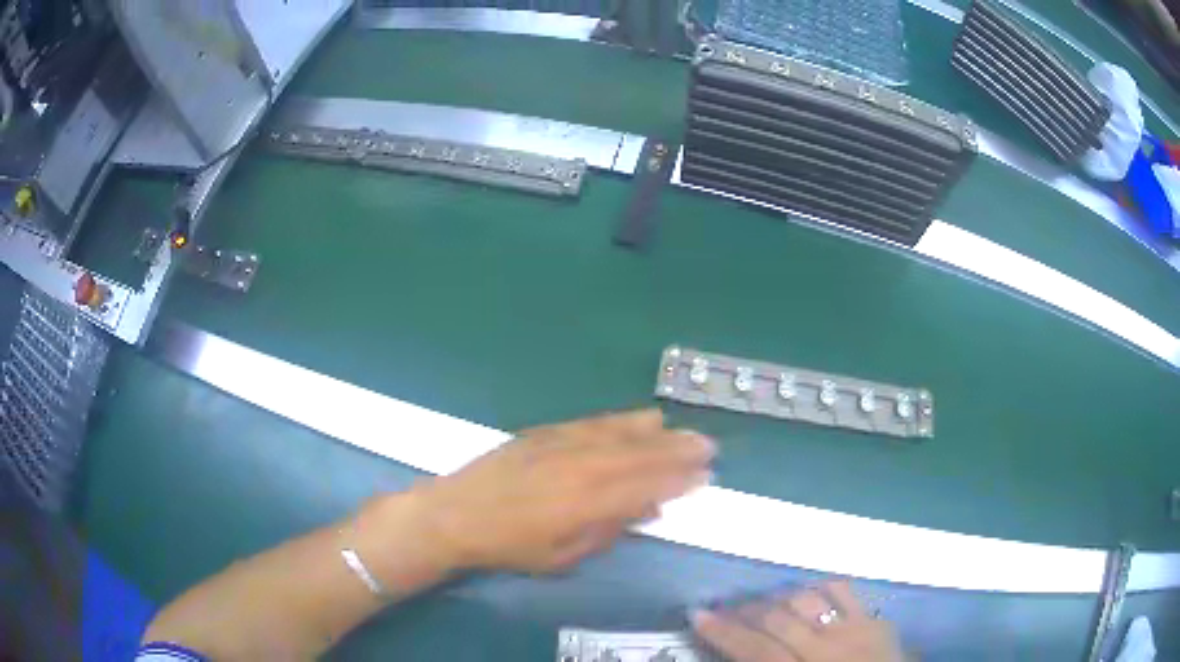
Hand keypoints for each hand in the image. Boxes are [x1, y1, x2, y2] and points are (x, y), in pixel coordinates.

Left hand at [411, 409, 714, 573]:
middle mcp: (581, 467)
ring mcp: (563, 444)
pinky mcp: (547, 432)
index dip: (679, 481)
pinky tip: (641, 418)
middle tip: (708, 447)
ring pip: (621, 434)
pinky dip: (623, 421)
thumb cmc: (510, 546)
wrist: (457, 513)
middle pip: (640, 456)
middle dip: (678, 452)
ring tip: (684, 431)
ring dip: (658, 433)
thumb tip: (648, 510)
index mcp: (586, 503)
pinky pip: (594, 423)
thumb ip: (609, 530)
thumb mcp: (563, 556)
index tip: (705, 475)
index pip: (646, 487)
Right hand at [692, 582, 904, 661]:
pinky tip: (805, 591)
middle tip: (723, 608)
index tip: (697, 615)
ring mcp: (855, 630)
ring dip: (777, 597)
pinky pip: (844, 591)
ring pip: (808, 600)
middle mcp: (826, 649)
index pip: (756, 650)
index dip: (724, 632)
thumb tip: (736, 655)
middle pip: (778, 619)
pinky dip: (819, 587)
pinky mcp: (875, 620)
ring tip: (759, 601)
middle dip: (744, 611)